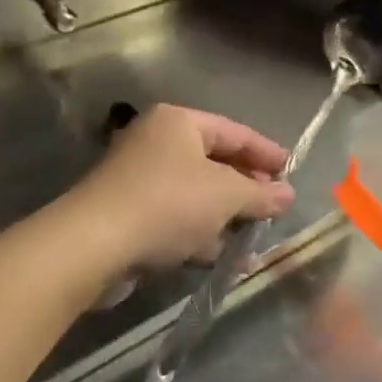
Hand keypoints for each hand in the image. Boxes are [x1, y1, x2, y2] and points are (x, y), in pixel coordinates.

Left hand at [69, 105, 294, 273]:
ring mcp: (138, 179)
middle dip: (246, 189)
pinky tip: (223, 259)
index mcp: (178, 122)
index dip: (265, 152)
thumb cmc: (167, 203)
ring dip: (225, 217)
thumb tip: (288, 195)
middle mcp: (156, 142)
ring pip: (195, 194)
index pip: (234, 131)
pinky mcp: (127, 215)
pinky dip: (199, 234)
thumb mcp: (225, 195)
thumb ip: (260, 194)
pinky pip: (175, 218)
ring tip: (254, 240)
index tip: (291, 171)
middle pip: (214, 162)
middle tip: (273, 207)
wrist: (91, 246)